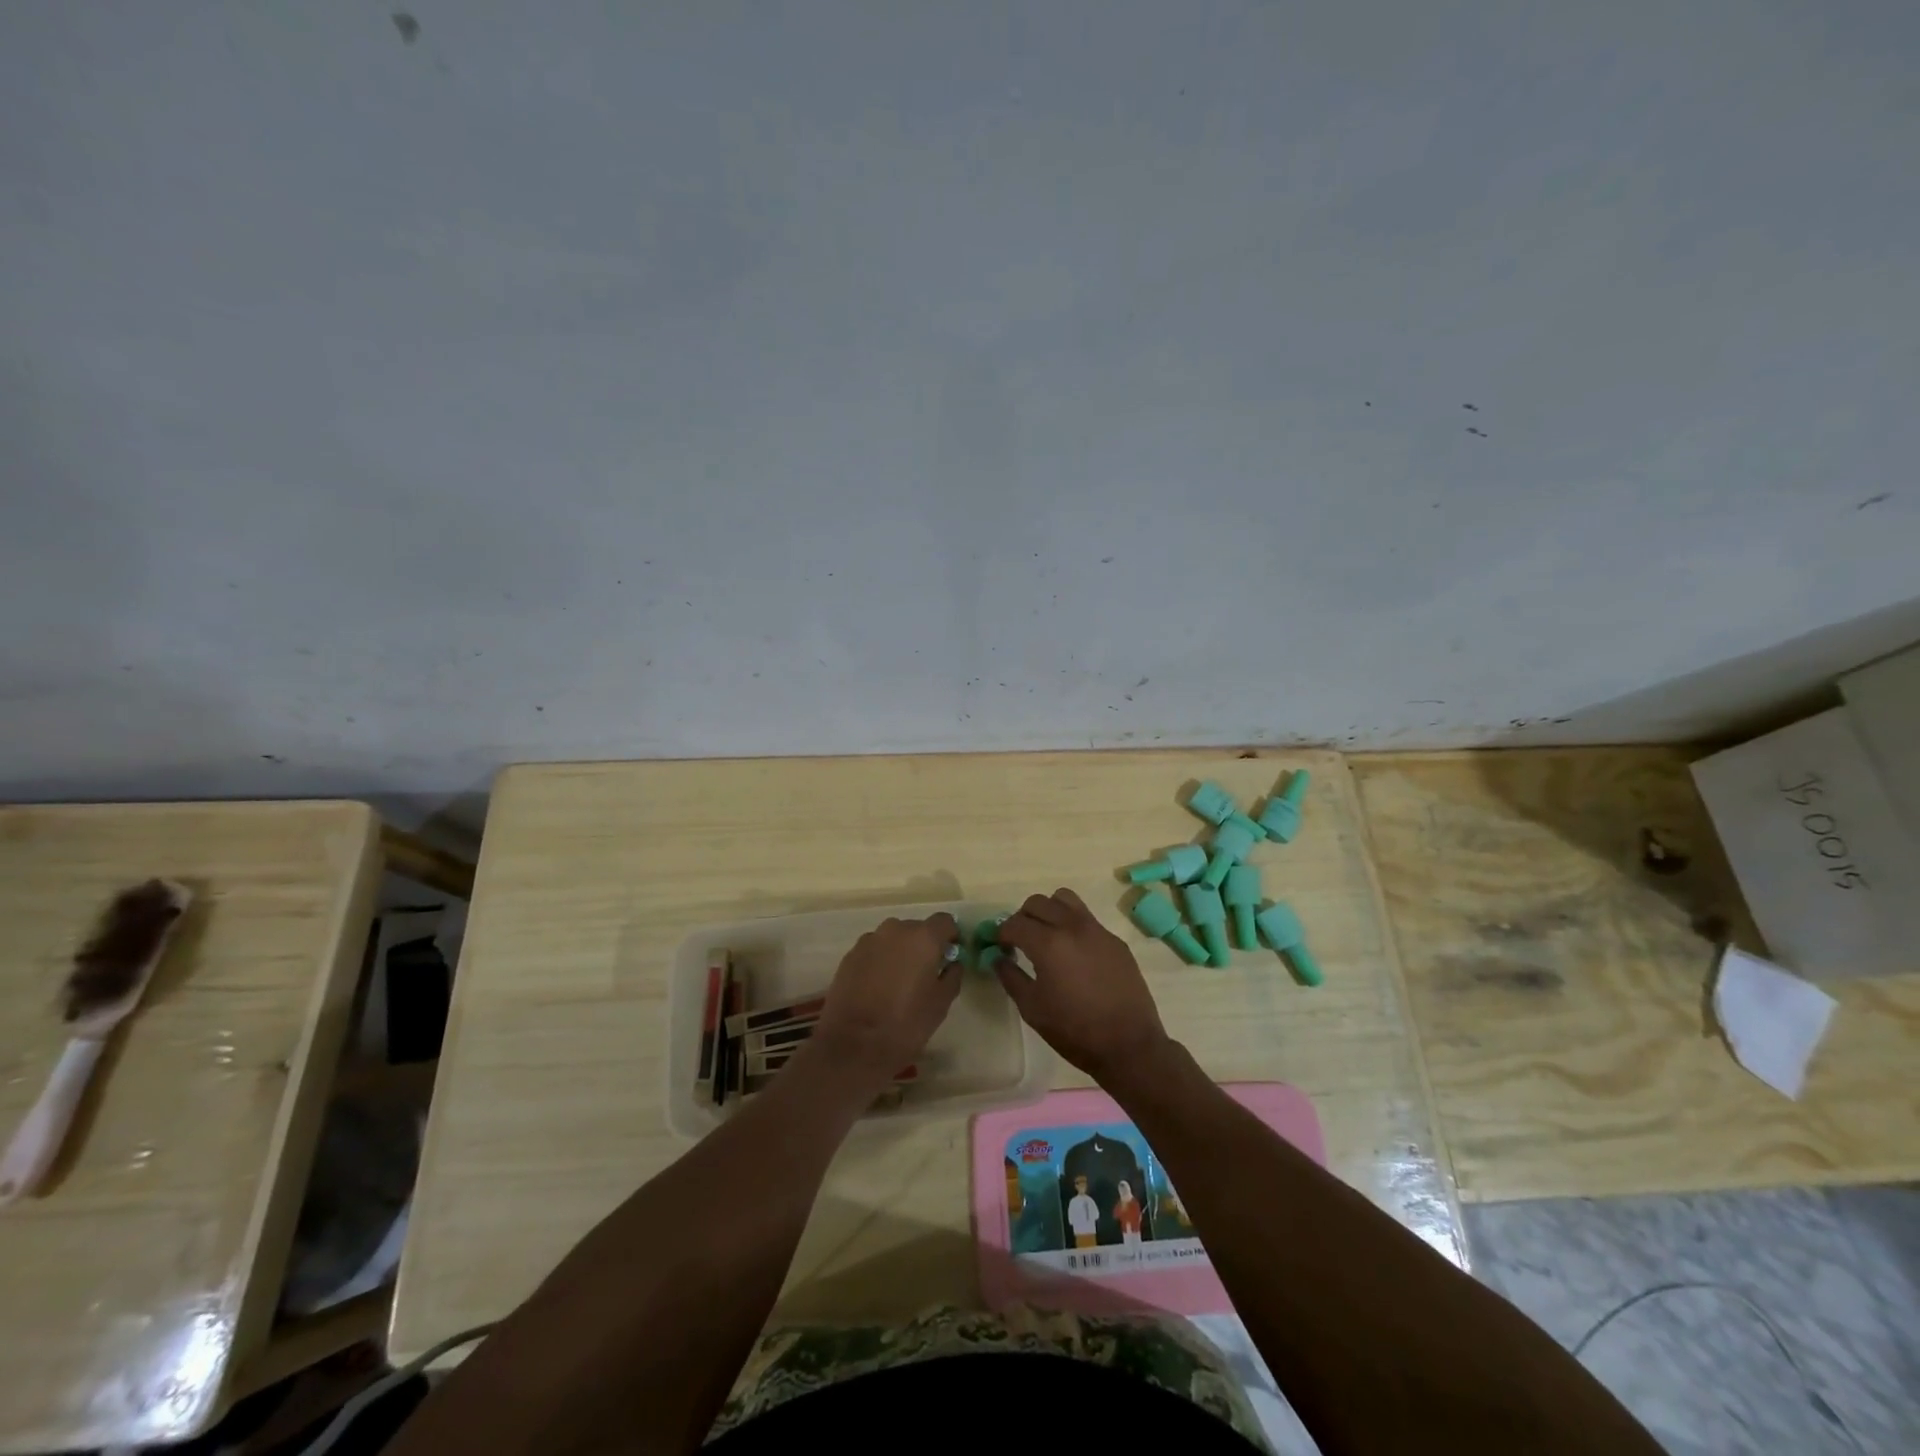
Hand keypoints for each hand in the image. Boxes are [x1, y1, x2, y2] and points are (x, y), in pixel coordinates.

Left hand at [808, 913, 962, 1087]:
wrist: (853, 1045)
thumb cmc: (905, 1024)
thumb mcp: (941, 1004)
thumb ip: (952, 975)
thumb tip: (951, 963)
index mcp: (923, 938)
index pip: (945, 921)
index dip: (950, 936)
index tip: (950, 956)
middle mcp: (895, 929)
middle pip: (917, 928)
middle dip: (924, 945)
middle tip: (925, 973)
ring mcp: (869, 940)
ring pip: (893, 939)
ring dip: (900, 952)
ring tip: (898, 982)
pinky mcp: (850, 955)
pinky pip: (874, 950)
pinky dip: (880, 961)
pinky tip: (877, 988)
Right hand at [994, 889, 1171, 1081]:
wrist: (1129, 1045)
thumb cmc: (1074, 1030)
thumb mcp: (1032, 1008)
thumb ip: (1010, 977)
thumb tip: (997, 958)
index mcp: (1048, 943)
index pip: (1015, 923)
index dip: (1001, 933)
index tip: (999, 946)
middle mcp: (1072, 926)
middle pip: (1038, 902)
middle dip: (1023, 918)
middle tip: (1021, 941)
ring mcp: (1097, 930)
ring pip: (1065, 899)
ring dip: (1049, 911)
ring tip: (1047, 936)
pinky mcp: (1115, 940)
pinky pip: (1087, 918)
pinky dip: (1072, 925)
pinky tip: (1074, 954)